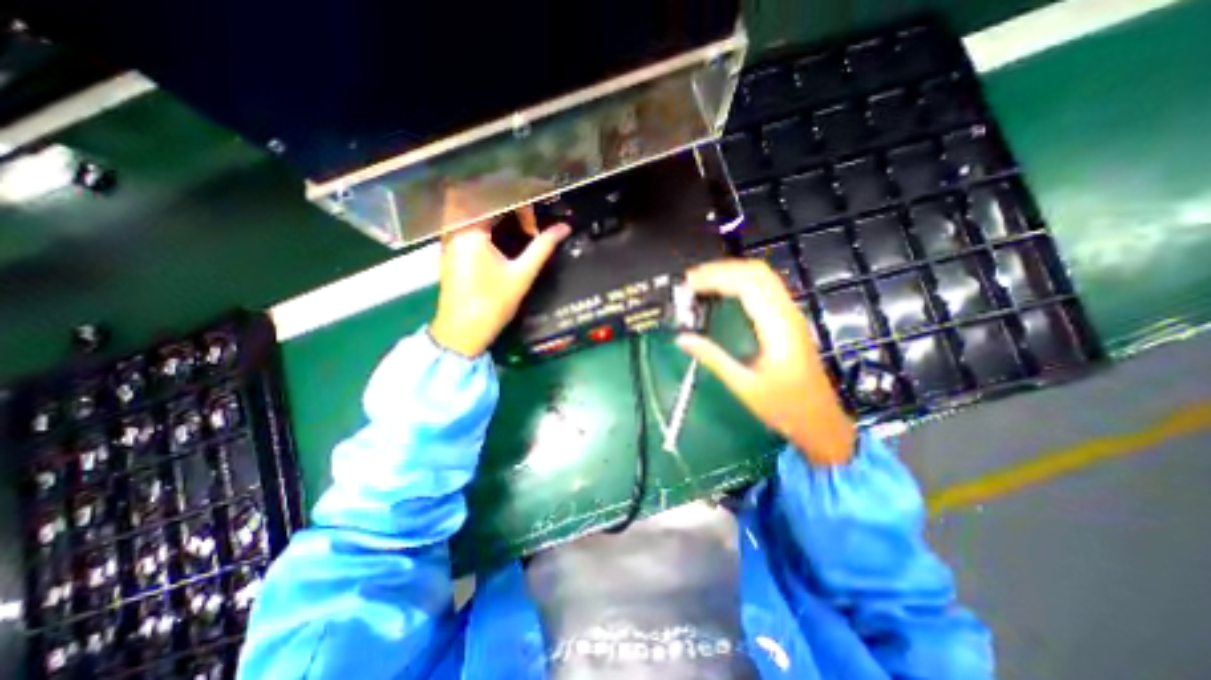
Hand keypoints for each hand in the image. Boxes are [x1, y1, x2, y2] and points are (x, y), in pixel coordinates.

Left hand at [431, 205, 573, 356]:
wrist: (461, 332)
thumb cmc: (492, 303)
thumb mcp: (522, 275)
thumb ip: (542, 247)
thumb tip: (563, 228)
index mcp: (471, 231)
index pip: (495, 199)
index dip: (519, 201)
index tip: (536, 215)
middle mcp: (454, 229)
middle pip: (477, 197)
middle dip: (504, 200)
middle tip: (527, 213)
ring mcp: (448, 239)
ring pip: (467, 208)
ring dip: (492, 209)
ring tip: (517, 221)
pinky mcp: (449, 250)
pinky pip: (463, 222)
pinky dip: (482, 220)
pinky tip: (499, 234)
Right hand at [672, 256, 859, 463]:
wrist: (820, 422)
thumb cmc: (785, 407)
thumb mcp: (744, 385)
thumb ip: (713, 358)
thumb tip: (682, 339)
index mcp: (778, 327)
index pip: (747, 285)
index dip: (716, 278)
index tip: (689, 284)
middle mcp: (787, 314)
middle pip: (757, 272)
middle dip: (722, 269)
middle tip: (692, 279)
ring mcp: (791, 315)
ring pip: (763, 277)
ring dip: (732, 273)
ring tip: (702, 282)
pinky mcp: (788, 321)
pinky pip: (765, 289)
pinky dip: (741, 283)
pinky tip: (724, 292)